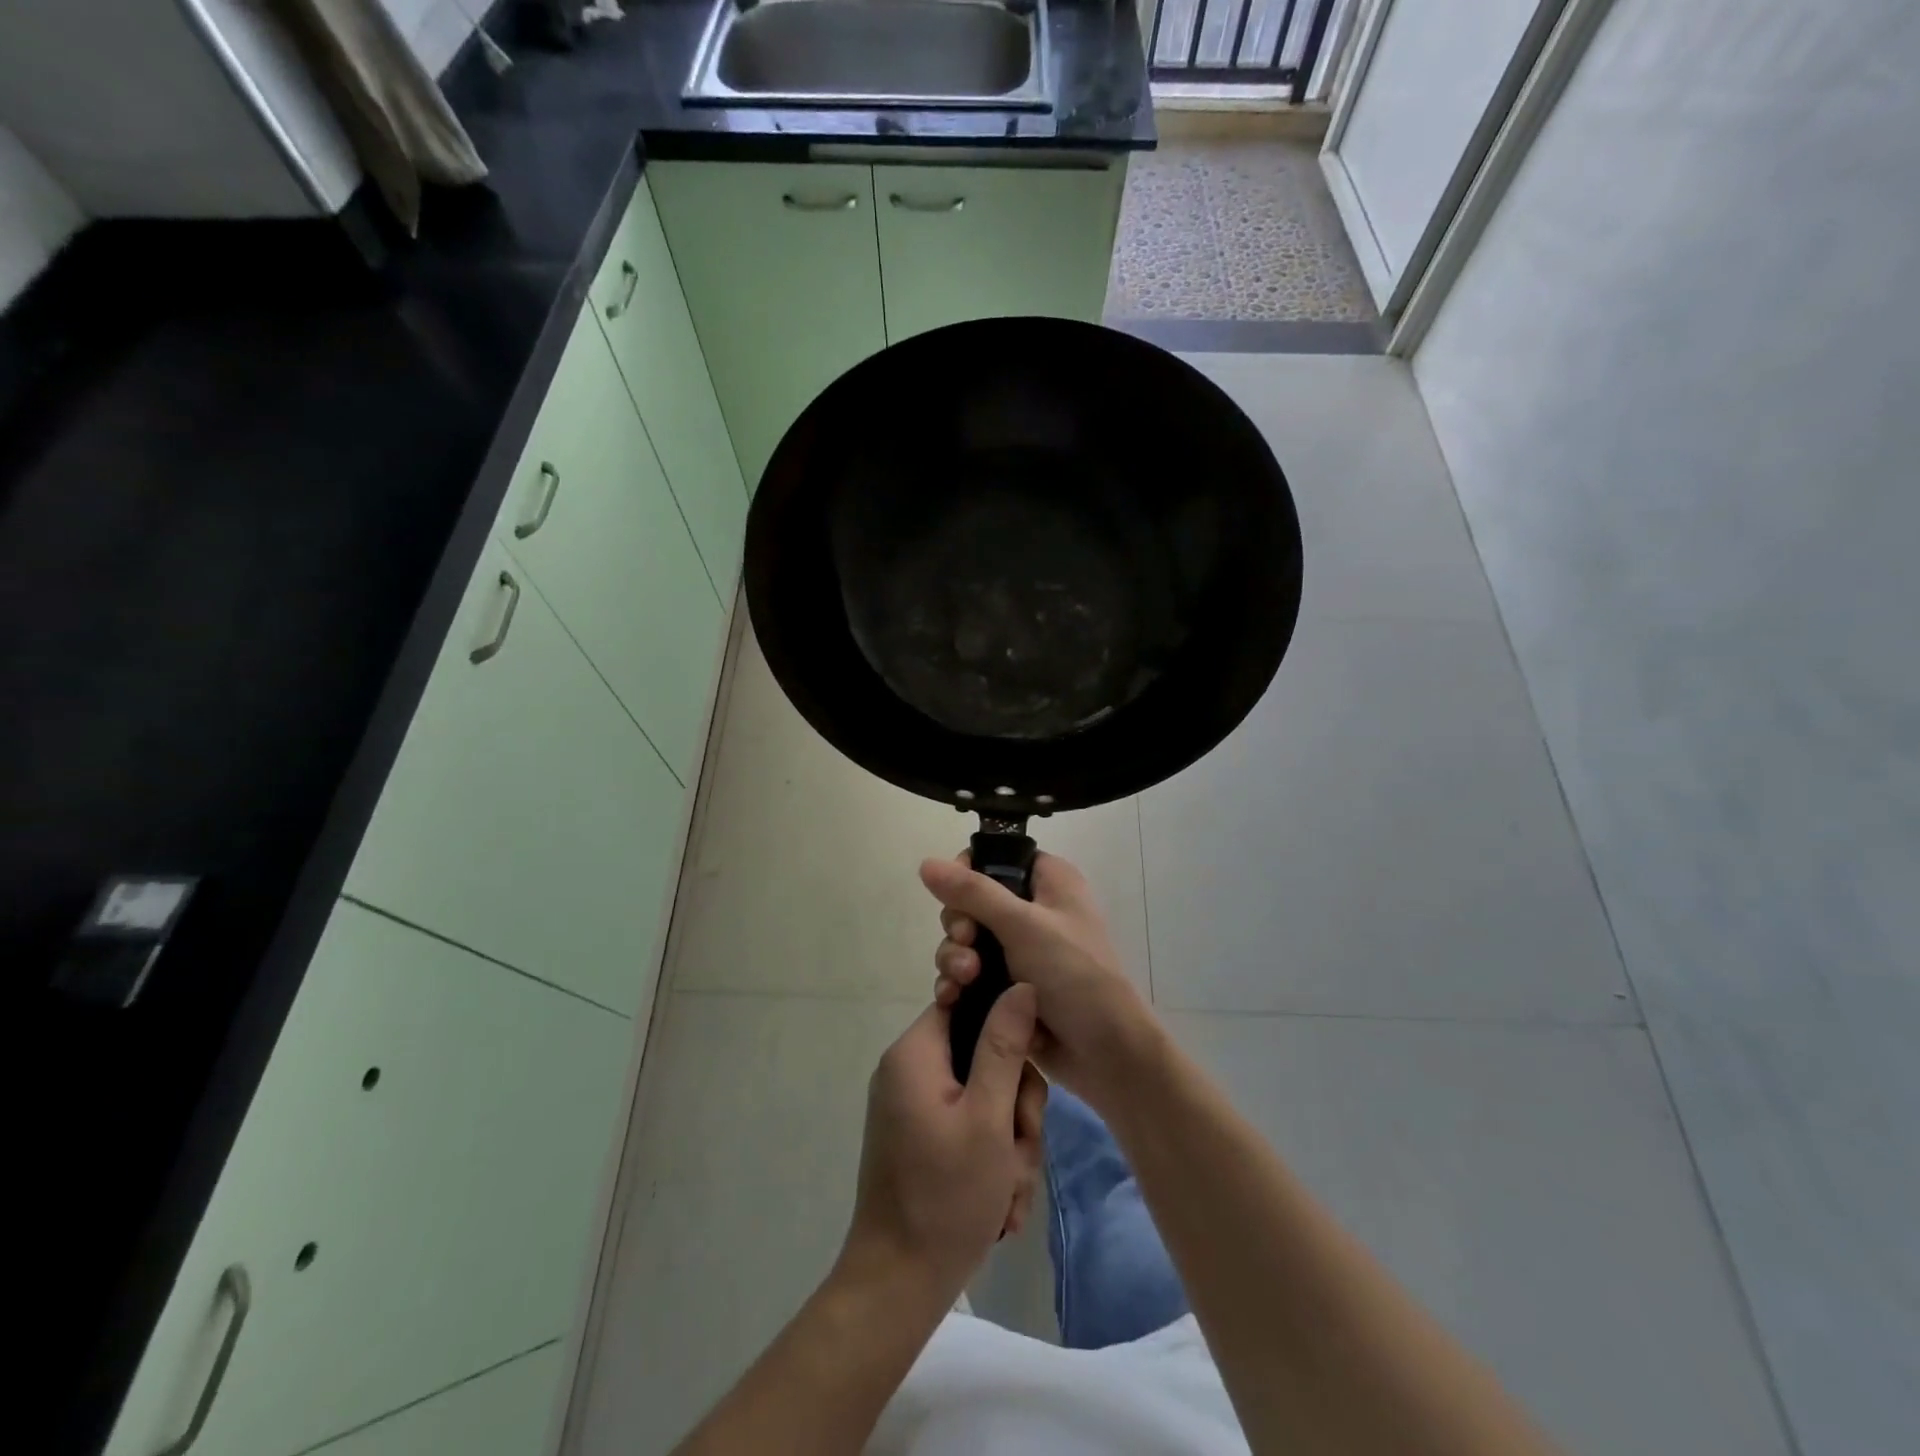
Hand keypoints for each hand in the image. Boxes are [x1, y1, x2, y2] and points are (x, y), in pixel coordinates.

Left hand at [842, 988, 1047, 1308]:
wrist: (898, 1286)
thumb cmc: (946, 1196)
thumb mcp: (988, 1117)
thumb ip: (1005, 1046)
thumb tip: (1021, 985)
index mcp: (915, 1053)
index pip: (967, 1004)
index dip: (1006, 1028)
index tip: (1027, 1070)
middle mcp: (910, 1071)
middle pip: (983, 1056)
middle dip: (1014, 1106)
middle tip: (1018, 1148)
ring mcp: (914, 1107)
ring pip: (985, 1097)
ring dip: (1009, 1142)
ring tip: (1009, 1189)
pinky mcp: (922, 1137)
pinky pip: (970, 1126)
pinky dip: (992, 1158)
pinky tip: (1001, 1202)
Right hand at [921, 851, 1158, 1115]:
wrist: (1105, 1052)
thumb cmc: (1073, 974)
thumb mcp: (1022, 925)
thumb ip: (972, 892)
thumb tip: (926, 862)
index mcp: (1049, 881)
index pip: (996, 858)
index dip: (968, 874)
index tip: (958, 898)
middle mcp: (1034, 909)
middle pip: (972, 902)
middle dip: (960, 926)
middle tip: (966, 943)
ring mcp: (1021, 950)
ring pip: (967, 941)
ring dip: (956, 958)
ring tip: (963, 980)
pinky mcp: (1009, 985)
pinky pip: (971, 974)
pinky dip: (958, 983)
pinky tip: (951, 998)